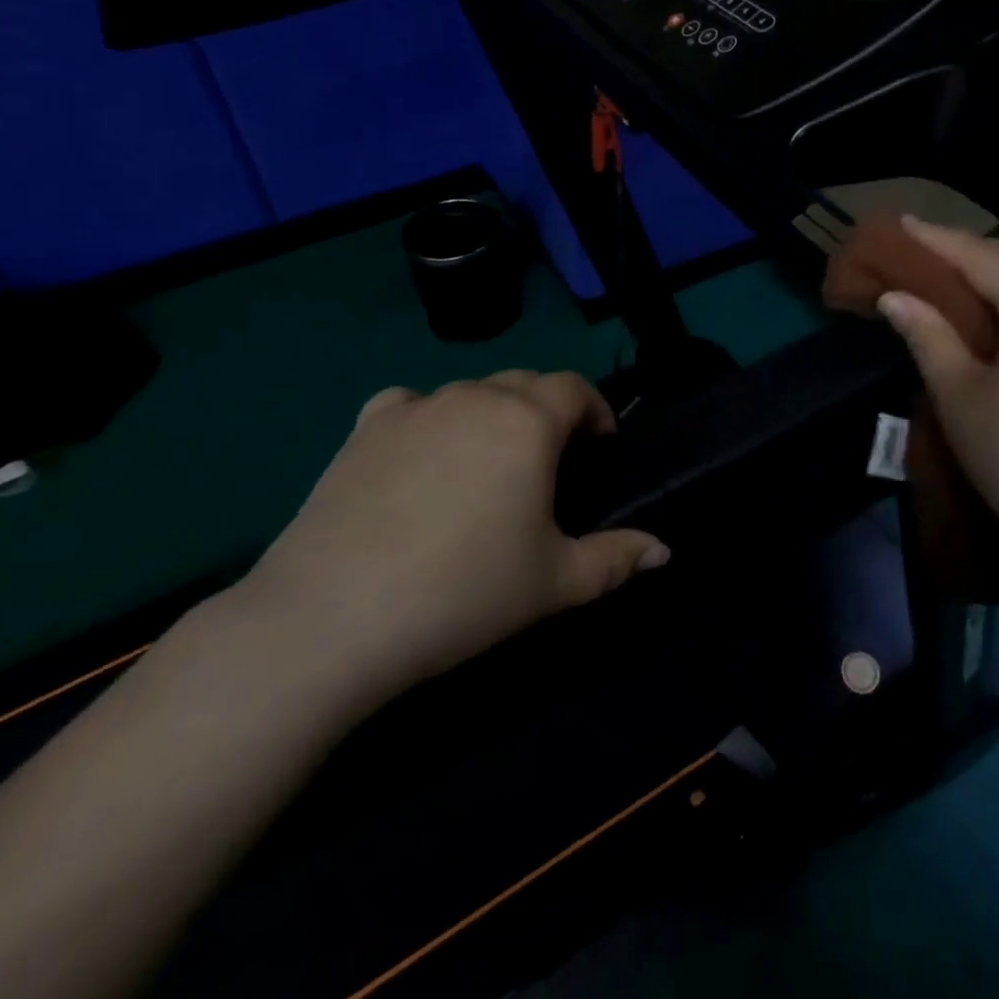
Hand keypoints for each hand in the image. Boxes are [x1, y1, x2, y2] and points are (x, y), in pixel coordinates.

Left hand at [230, 371, 667, 711]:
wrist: (335, 615)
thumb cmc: (465, 593)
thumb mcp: (556, 583)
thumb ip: (617, 559)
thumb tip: (663, 550)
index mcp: (526, 422)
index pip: (574, 388)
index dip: (596, 410)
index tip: (600, 445)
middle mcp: (473, 398)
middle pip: (524, 383)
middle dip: (548, 411)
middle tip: (550, 462)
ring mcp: (414, 408)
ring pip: (469, 392)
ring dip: (492, 414)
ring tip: (488, 463)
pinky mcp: (364, 429)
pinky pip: (411, 404)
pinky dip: (430, 419)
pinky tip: (422, 455)